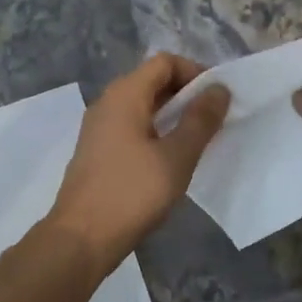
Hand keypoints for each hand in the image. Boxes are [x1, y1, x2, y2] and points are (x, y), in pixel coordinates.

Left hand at [46, 53, 230, 272]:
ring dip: (173, 116)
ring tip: (200, 140)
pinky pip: (133, 129)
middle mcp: (108, 104)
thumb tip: (219, 89)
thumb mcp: (176, 157)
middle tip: (215, 120)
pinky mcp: (98, 153)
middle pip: (153, 82)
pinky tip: (172, 160)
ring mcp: (99, 129)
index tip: (219, 99)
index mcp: (125, 95)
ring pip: (143, 108)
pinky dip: (156, 134)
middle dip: (187, 95)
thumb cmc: (132, 193)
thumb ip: (201, 120)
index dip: (196, 73)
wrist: (82, 239)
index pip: (165, 62)